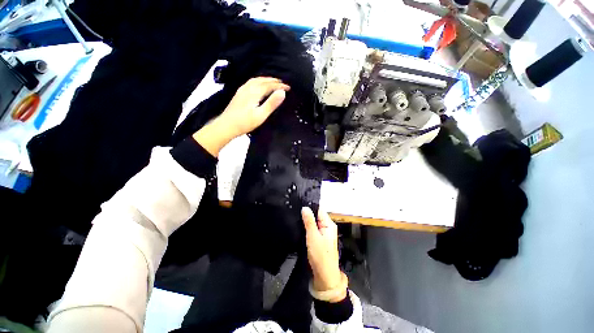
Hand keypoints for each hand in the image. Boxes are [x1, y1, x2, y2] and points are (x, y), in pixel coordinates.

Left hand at [193, 77, 289, 156]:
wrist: (227, 126)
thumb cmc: (245, 122)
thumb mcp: (261, 115)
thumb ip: (272, 103)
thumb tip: (282, 92)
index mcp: (254, 92)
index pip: (270, 85)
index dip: (280, 86)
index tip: (288, 88)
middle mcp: (248, 88)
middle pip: (262, 80)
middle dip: (274, 81)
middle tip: (283, 83)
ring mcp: (242, 90)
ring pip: (256, 80)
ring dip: (266, 79)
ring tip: (273, 82)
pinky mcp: (239, 94)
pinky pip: (250, 82)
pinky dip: (258, 81)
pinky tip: (258, 85)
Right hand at [302, 207, 346, 301]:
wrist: (324, 276)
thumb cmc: (320, 255)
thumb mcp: (313, 236)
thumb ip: (309, 221)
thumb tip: (305, 207)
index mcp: (329, 224)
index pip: (319, 210)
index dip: (310, 207)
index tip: (299, 204)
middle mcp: (328, 227)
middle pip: (316, 215)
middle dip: (307, 214)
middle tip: (295, 211)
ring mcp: (324, 233)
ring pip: (314, 222)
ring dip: (306, 221)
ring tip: (295, 217)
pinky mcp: (320, 239)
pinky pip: (313, 229)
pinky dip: (307, 228)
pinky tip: (300, 226)